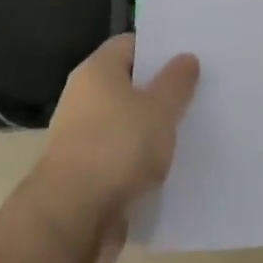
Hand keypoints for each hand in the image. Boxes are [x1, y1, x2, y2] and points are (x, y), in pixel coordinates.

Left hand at [24, 34, 199, 262]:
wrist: (71, 218)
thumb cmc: (118, 148)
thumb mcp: (160, 110)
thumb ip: (176, 82)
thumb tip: (186, 58)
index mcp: (97, 70)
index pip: (130, 44)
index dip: (159, 51)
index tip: (186, 62)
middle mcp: (82, 96)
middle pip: (126, 85)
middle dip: (157, 93)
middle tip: (192, 98)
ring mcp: (77, 136)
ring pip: (122, 123)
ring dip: (147, 131)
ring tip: (182, 137)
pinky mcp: (80, 173)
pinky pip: (115, 156)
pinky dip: (135, 162)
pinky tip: (161, 172)